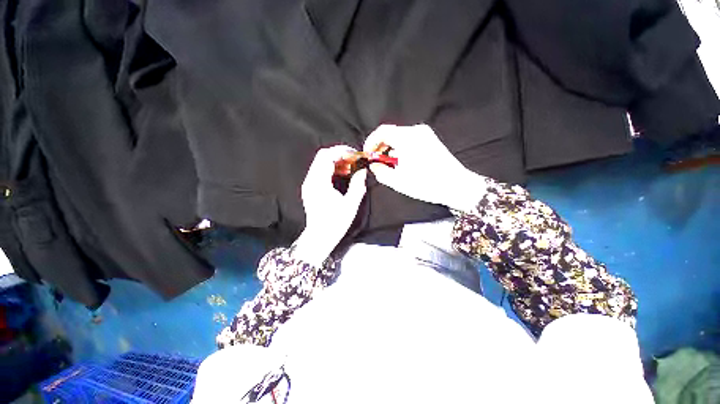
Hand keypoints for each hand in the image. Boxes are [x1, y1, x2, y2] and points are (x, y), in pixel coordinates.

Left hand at [294, 146, 367, 265]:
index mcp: (319, 183)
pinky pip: (320, 171)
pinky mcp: (310, 188)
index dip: (341, 151)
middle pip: (322, 156)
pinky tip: (342, 174)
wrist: (319, 238)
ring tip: (350, 167)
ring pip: (321, 163)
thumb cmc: (335, 223)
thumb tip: (363, 171)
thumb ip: (357, 185)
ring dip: (336, 161)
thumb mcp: (350, 205)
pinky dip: (332, 169)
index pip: (327, 156)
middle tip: (354, 160)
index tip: (355, 154)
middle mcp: (311, 181)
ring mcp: (309, 184)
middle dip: (339, 154)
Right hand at [363, 124, 483, 210]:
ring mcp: (425, 134)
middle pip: (391, 133)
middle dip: (380, 147)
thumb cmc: (426, 184)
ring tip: (389, 166)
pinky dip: (401, 150)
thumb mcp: (398, 181)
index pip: (382, 131)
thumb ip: (380, 171)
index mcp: (407, 138)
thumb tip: (373, 165)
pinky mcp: (430, 140)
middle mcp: (416, 131)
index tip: (367, 154)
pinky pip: (409, 141)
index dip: (371, 142)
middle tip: (376, 162)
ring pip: (399, 138)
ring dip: (391, 150)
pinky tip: (402, 163)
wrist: (456, 186)